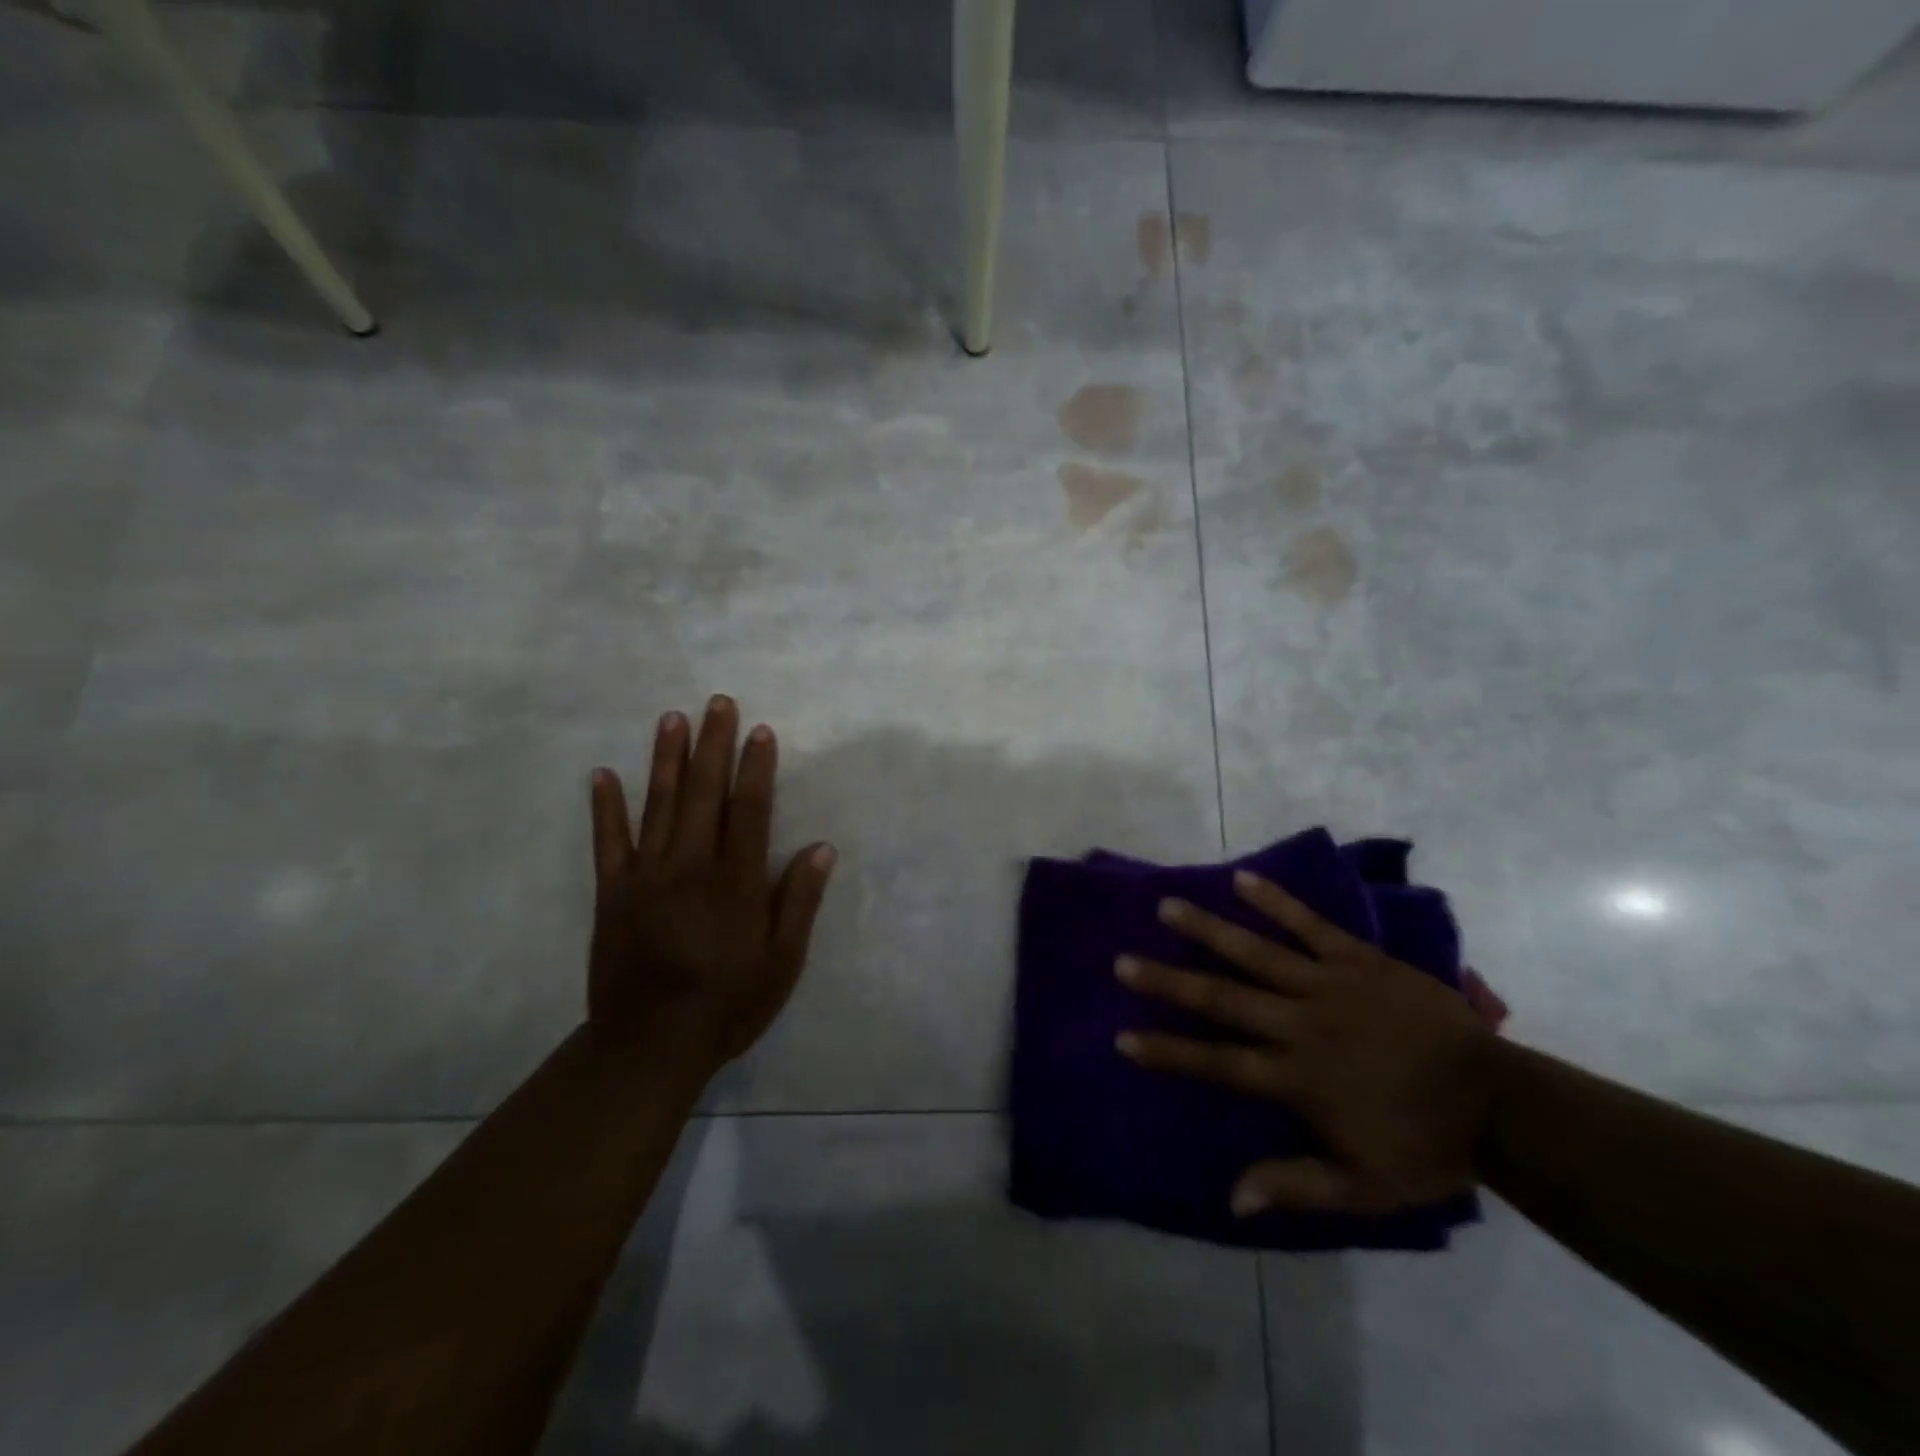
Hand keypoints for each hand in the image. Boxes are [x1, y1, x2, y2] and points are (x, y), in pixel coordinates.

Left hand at [587, 696, 835, 1068]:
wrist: (650, 1045)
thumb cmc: (727, 1004)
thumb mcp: (781, 962)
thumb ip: (799, 902)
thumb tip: (822, 847)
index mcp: (736, 881)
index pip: (751, 810)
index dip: (756, 768)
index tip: (759, 731)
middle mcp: (691, 866)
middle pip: (705, 794)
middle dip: (713, 745)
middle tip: (717, 702)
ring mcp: (647, 876)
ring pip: (659, 805)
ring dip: (666, 759)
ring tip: (672, 718)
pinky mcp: (612, 893)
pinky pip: (608, 842)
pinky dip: (606, 807)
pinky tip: (603, 773)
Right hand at [1116, 872, 1499, 1217]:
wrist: (1499, 1102)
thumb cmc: (1425, 1146)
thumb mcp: (1364, 1188)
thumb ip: (1296, 1185)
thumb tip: (1232, 1198)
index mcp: (1296, 1077)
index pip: (1217, 1062)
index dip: (1167, 1051)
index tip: (1123, 1038)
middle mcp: (1300, 1024)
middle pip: (1223, 999)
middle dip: (1168, 982)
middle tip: (1124, 962)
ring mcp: (1328, 985)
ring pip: (1256, 952)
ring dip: (1207, 930)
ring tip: (1167, 907)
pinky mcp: (1357, 958)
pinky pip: (1310, 925)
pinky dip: (1276, 901)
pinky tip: (1242, 879)